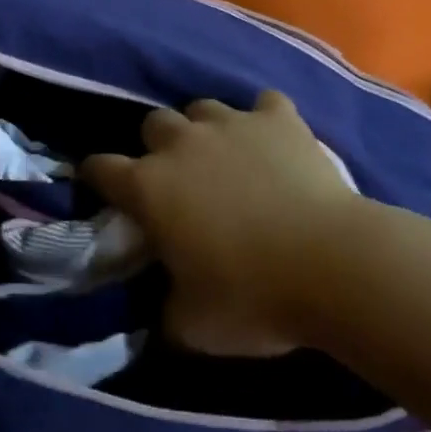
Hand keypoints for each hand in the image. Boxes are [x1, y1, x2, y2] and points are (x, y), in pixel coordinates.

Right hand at [82, 92, 362, 356]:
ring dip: (205, 130)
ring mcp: (232, 123)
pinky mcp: (278, 118)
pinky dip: (265, 121)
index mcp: (150, 187)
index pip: (101, 167)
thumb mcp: (193, 327)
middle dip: (156, 146)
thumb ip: (163, 310)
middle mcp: (182, 143)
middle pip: (152, 124)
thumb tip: (159, 307)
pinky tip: (274, 142)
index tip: (103, 188)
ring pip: (202, 108)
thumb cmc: (253, 298)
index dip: (97, 176)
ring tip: (225, 157)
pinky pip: (264, 104)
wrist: (333, 265)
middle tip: (176, 179)